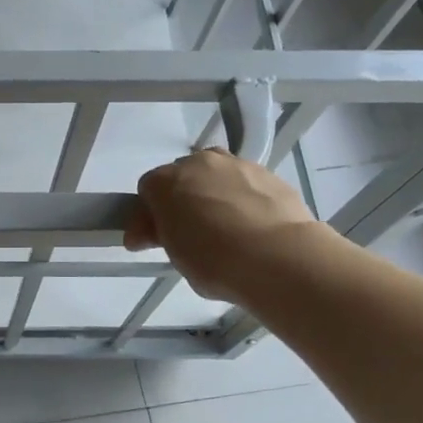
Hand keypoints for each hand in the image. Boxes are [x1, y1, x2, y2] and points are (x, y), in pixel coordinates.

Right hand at [124, 149, 320, 301]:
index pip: (147, 190)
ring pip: (216, 176)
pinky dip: (244, 199)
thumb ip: (159, 236)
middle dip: (182, 200)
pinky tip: (253, 226)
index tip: (155, 239)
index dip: (149, 216)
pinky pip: (246, 185)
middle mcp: (198, 163)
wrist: (279, 257)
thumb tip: (143, 234)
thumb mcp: (174, 254)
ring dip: (214, 194)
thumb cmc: (214, 259)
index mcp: (165, 181)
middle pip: (182, 177)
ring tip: (226, 228)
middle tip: (189, 233)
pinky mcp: (270, 174)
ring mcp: (237, 165)